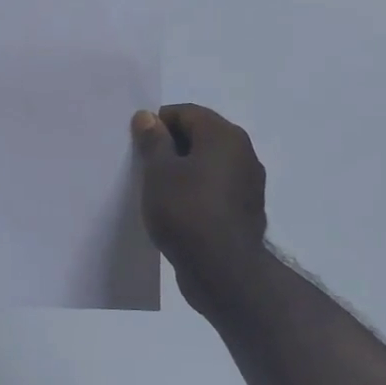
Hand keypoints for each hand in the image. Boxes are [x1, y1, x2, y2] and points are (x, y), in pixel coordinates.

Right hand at [131, 104, 267, 313]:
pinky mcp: (245, 211)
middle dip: (170, 147)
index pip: (186, 113)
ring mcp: (248, 184)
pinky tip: (177, 210)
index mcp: (225, 136)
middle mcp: (243, 153)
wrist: (223, 271)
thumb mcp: (158, 172)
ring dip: (183, 171)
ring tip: (157, 191)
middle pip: (200, 137)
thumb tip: (148, 116)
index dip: (158, 123)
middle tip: (143, 166)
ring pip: (208, 165)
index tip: (137, 145)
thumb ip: (153, 141)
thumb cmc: (186, 211)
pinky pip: (215, 189)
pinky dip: (196, 192)